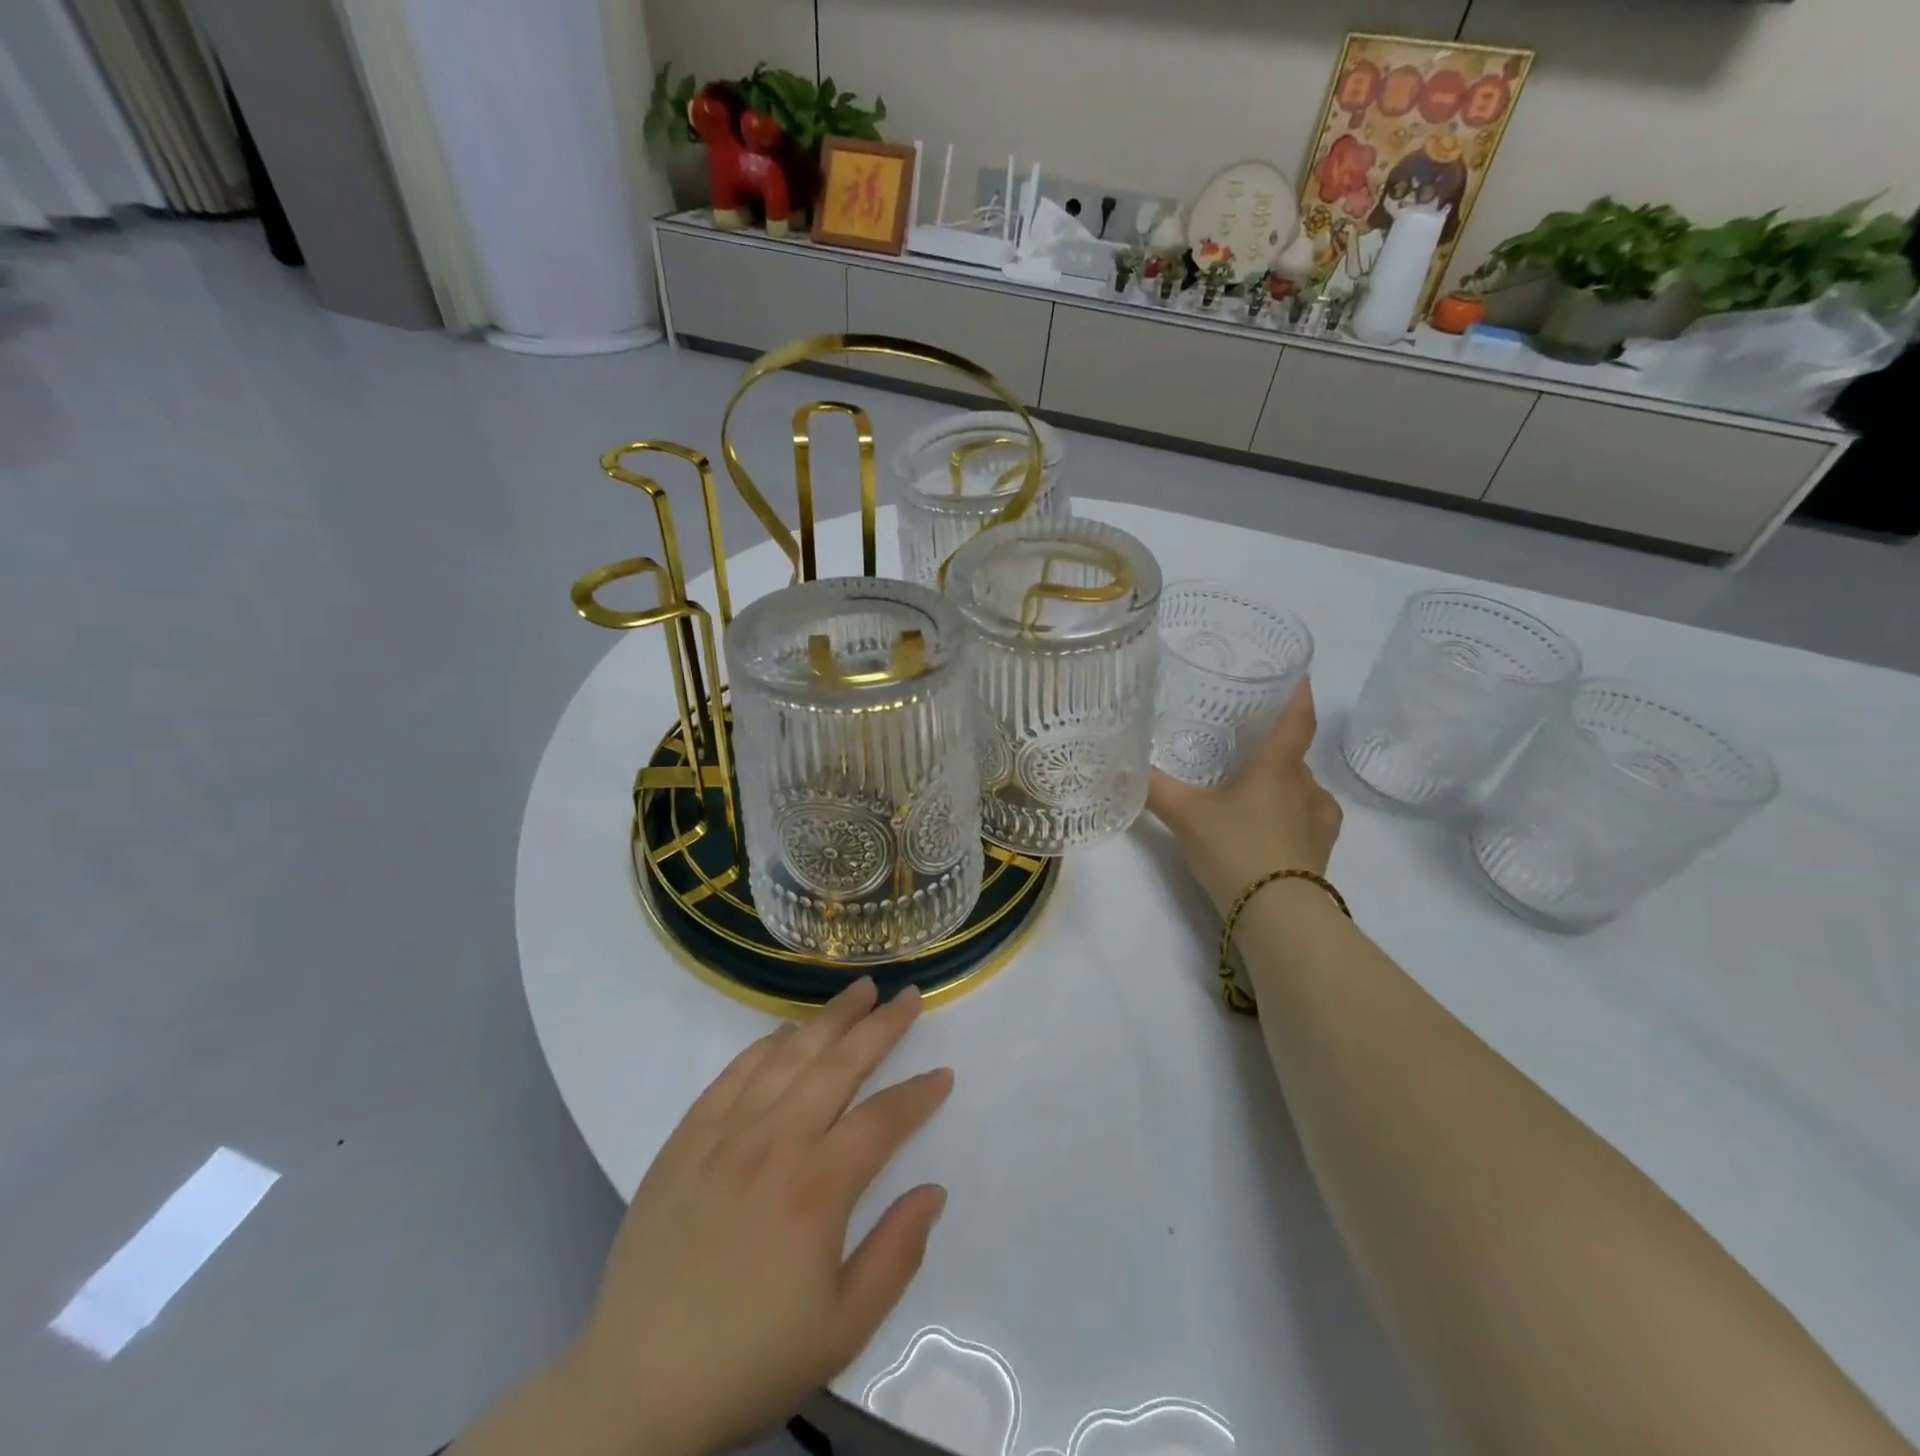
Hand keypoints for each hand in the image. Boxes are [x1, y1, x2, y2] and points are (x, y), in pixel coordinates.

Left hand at [566, 979, 952, 1455]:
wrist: (636, 1387)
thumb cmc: (750, 1360)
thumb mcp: (843, 1328)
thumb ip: (897, 1252)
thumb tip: (934, 1190)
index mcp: (818, 1186)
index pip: (884, 1118)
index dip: (919, 1093)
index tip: (943, 1074)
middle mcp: (775, 1141)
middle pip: (840, 1064)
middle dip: (881, 1025)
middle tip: (908, 995)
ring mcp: (726, 1133)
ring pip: (789, 1055)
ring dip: (829, 1018)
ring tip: (858, 991)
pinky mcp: (687, 1138)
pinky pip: (733, 1073)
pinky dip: (766, 1044)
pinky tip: (786, 1031)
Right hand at [1147, 677, 1342, 914]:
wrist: (1277, 915)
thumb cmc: (1235, 848)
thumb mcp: (1186, 816)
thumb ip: (1156, 789)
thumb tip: (1124, 766)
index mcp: (1278, 767)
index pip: (1297, 720)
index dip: (1299, 695)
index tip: (1298, 676)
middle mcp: (1307, 787)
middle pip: (1294, 757)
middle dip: (1272, 751)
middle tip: (1242, 750)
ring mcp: (1320, 821)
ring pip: (1301, 790)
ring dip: (1280, 786)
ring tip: (1249, 794)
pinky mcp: (1322, 851)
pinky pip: (1306, 820)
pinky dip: (1288, 816)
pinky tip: (1266, 828)